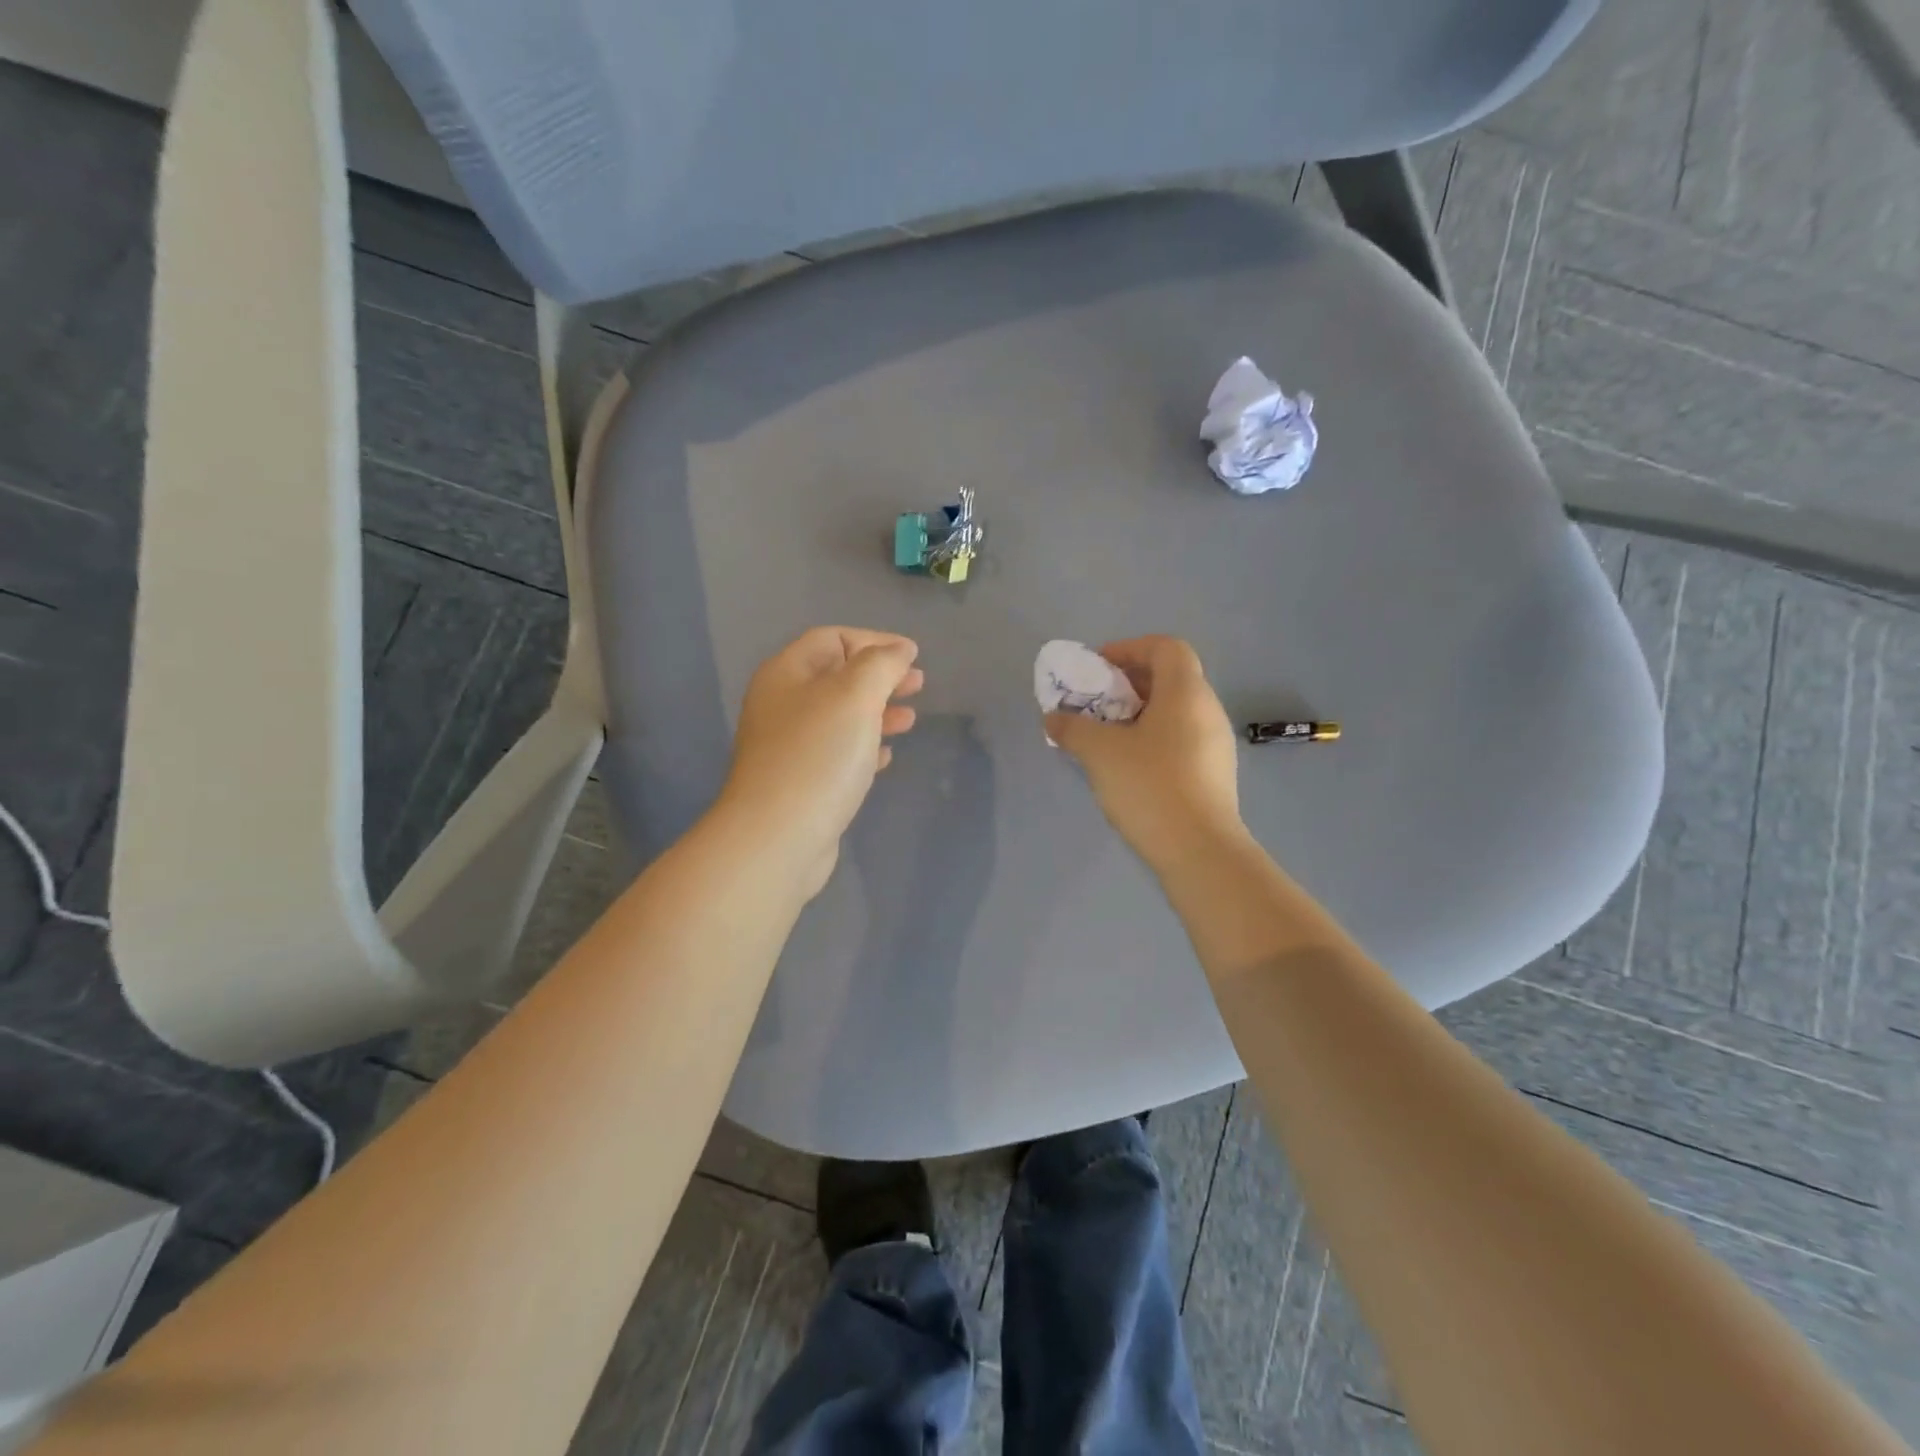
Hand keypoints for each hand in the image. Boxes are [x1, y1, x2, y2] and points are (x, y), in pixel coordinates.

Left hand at [717, 627, 923, 897]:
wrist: (778, 837)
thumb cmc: (818, 755)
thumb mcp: (855, 695)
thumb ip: (881, 664)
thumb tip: (900, 649)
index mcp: (786, 674)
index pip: (831, 639)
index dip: (873, 640)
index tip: (912, 656)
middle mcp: (782, 705)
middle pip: (836, 677)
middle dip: (880, 677)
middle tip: (918, 685)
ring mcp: (789, 747)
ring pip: (840, 717)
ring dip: (877, 712)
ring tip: (909, 720)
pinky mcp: (800, 782)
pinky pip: (837, 753)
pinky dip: (864, 747)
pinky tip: (885, 756)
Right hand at [1044, 635, 1245, 873]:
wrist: (1199, 850)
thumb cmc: (1150, 786)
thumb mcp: (1100, 752)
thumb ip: (1073, 728)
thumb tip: (1054, 718)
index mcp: (1186, 692)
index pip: (1166, 647)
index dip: (1130, 648)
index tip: (1098, 668)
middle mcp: (1208, 710)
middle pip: (1170, 678)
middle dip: (1129, 683)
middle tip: (1096, 703)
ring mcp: (1216, 744)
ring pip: (1175, 712)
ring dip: (1139, 714)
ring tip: (1106, 736)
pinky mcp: (1214, 774)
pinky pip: (1181, 739)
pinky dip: (1153, 738)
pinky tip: (1128, 766)